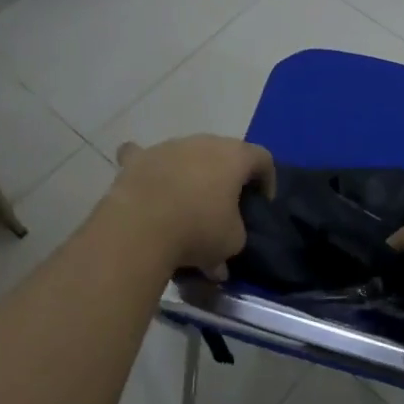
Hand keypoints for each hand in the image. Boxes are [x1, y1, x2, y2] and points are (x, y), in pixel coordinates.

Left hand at [104, 136, 275, 272]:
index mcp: (235, 157)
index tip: (260, 204)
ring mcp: (168, 147)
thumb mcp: (232, 243)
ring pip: (185, 154)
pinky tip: (147, 180)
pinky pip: (143, 156)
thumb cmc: (198, 230)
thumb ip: (233, 239)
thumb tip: (219, 262)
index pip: (262, 159)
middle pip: (223, 152)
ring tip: (184, 203)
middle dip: (226, 175)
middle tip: (223, 204)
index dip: (266, 180)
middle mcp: (203, 142)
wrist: (140, 228)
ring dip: (189, 172)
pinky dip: (148, 167)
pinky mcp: (137, 159)